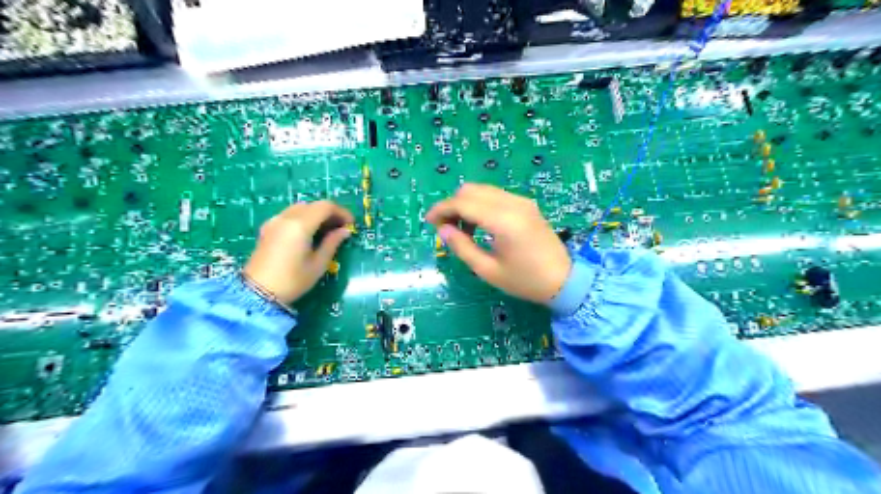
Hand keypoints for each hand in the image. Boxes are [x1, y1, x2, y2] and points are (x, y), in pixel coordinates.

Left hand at [239, 201, 353, 303]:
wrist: (257, 293)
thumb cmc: (292, 280)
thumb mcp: (318, 264)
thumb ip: (332, 243)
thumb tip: (344, 231)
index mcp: (300, 225)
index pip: (325, 206)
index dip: (341, 212)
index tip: (351, 225)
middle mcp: (286, 218)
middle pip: (313, 205)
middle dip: (329, 213)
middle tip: (340, 228)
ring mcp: (274, 221)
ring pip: (300, 208)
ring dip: (316, 214)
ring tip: (326, 231)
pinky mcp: (267, 228)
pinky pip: (289, 215)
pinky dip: (303, 218)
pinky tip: (308, 234)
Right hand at [426, 184, 571, 302]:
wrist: (564, 280)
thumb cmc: (524, 281)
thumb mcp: (488, 270)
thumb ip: (462, 247)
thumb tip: (442, 229)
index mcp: (503, 221)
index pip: (463, 203)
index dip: (442, 209)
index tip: (429, 222)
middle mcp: (512, 203)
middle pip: (471, 190)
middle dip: (452, 205)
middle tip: (445, 228)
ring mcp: (522, 201)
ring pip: (483, 190)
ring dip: (466, 204)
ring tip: (462, 230)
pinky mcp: (526, 204)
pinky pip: (496, 196)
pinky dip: (481, 205)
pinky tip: (480, 225)